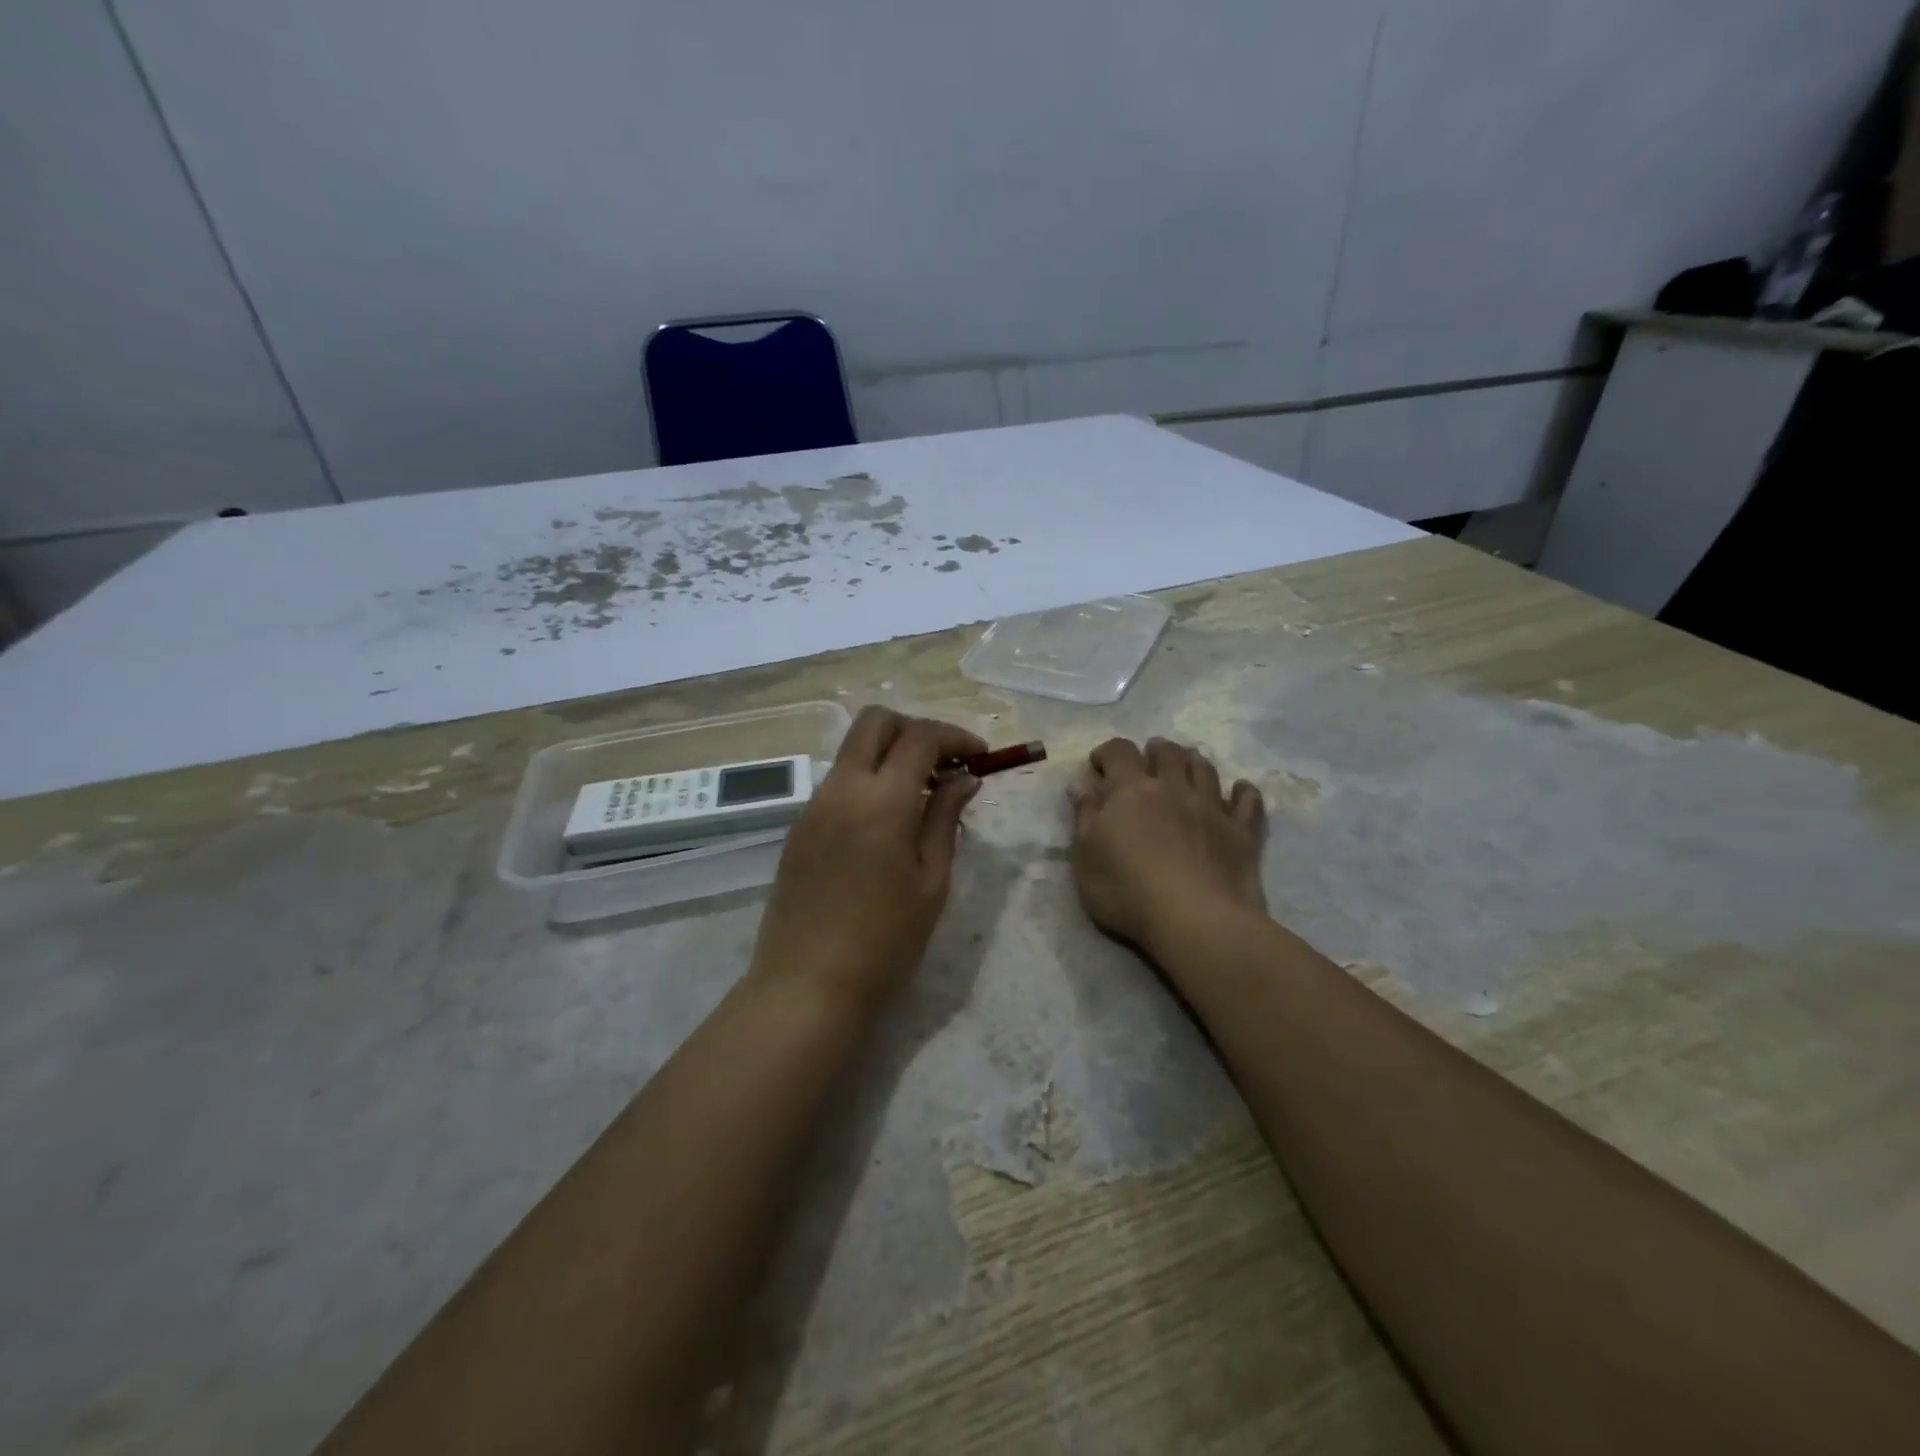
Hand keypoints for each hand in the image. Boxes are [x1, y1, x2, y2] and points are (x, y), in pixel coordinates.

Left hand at [749, 707, 985, 1013]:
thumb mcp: (931, 882)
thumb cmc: (884, 942)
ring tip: (922, 796)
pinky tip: (887, 822)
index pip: (920, 737)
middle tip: (946, 764)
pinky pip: (838, 783)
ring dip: (891, 755)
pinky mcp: (799, 827)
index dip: (956, 737)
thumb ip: (945, 819)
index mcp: (882, 802)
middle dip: (916, 729)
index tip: (980, 757)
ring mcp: (813, 806)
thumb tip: (965, 778)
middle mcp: (842, 790)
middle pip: (876, 722)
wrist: (807, 985)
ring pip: (854, 750)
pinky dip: (869, 781)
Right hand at [1068, 737, 1267, 960]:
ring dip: (1194, 761)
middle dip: (1155, 750)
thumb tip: (1080, 785)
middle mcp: (1173, 788)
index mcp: (1131, 791)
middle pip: (1168, 753)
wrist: (1195, 920)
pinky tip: (1241, 790)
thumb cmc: (1127, 891)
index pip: (1119, 752)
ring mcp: (1211, 808)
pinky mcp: (1242, 832)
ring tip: (1187, 766)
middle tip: (1148, 759)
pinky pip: (1248, 801)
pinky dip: (1244, 791)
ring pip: (1206, 769)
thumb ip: (1084, 817)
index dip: (1108, 752)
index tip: (1099, 765)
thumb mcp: (1086, 858)